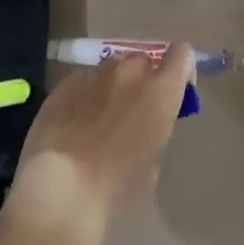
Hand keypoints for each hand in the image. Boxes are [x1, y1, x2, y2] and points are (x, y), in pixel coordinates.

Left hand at [2, 44, 194, 244]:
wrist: (60, 190)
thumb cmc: (115, 188)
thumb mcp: (151, 164)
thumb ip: (155, 129)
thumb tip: (145, 124)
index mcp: (160, 91)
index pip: (182, 54)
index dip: (181, 69)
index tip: (176, 92)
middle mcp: (130, 71)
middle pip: (143, 62)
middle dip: (142, 82)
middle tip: (132, 115)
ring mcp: (96, 73)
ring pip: (112, 69)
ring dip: (112, 87)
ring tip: (98, 121)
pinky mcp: (66, 82)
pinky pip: (83, 81)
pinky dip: (85, 97)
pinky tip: (73, 126)